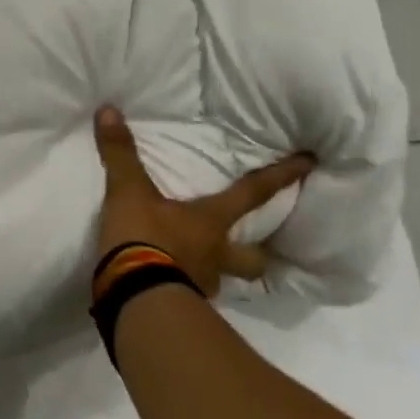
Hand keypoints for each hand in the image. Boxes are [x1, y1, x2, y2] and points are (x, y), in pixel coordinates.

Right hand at [92, 106, 313, 296]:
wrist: (134, 297)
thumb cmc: (143, 238)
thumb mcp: (127, 191)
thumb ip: (120, 153)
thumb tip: (108, 109)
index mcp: (210, 221)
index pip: (253, 193)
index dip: (282, 176)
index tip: (311, 163)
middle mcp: (216, 255)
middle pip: (253, 258)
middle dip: (258, 254)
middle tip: (256, 250)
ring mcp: (201, 285)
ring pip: (222, 280)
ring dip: (217, 273)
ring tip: (201, 268)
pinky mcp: (180, 308)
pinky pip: (189, 297)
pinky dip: (183, 290)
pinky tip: (168, 285)